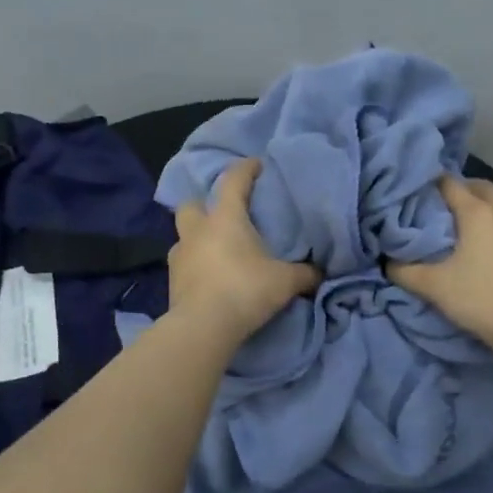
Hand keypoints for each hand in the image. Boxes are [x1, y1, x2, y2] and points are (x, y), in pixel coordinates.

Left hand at [169, 159, 320, 344]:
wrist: (203, 327)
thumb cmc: (245, 290)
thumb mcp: (285, 281)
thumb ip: (304, 274)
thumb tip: (320, 273)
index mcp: (225, 218)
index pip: (233, 181)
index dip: (245, 169)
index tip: (256, 165)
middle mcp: (198, 230)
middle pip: (191, 204)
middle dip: (204, 204)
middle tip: (223, 214)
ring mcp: (180, 256)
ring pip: (184, 235)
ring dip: (197, 238)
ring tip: (216, 249)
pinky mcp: (172, 282)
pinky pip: (183, 264)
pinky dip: (194, 265)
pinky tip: (209, 277)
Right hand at [388, 176, 492, 355]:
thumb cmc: (485, 300)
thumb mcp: (436, 288)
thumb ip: (405, 272)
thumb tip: (387, 263)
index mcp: (478, 211)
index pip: (448, 183)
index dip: (430, 185)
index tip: (417, 196)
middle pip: (481, 187)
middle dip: (463, 192)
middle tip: (444, 210)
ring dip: (488, 211)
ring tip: (472, 232)